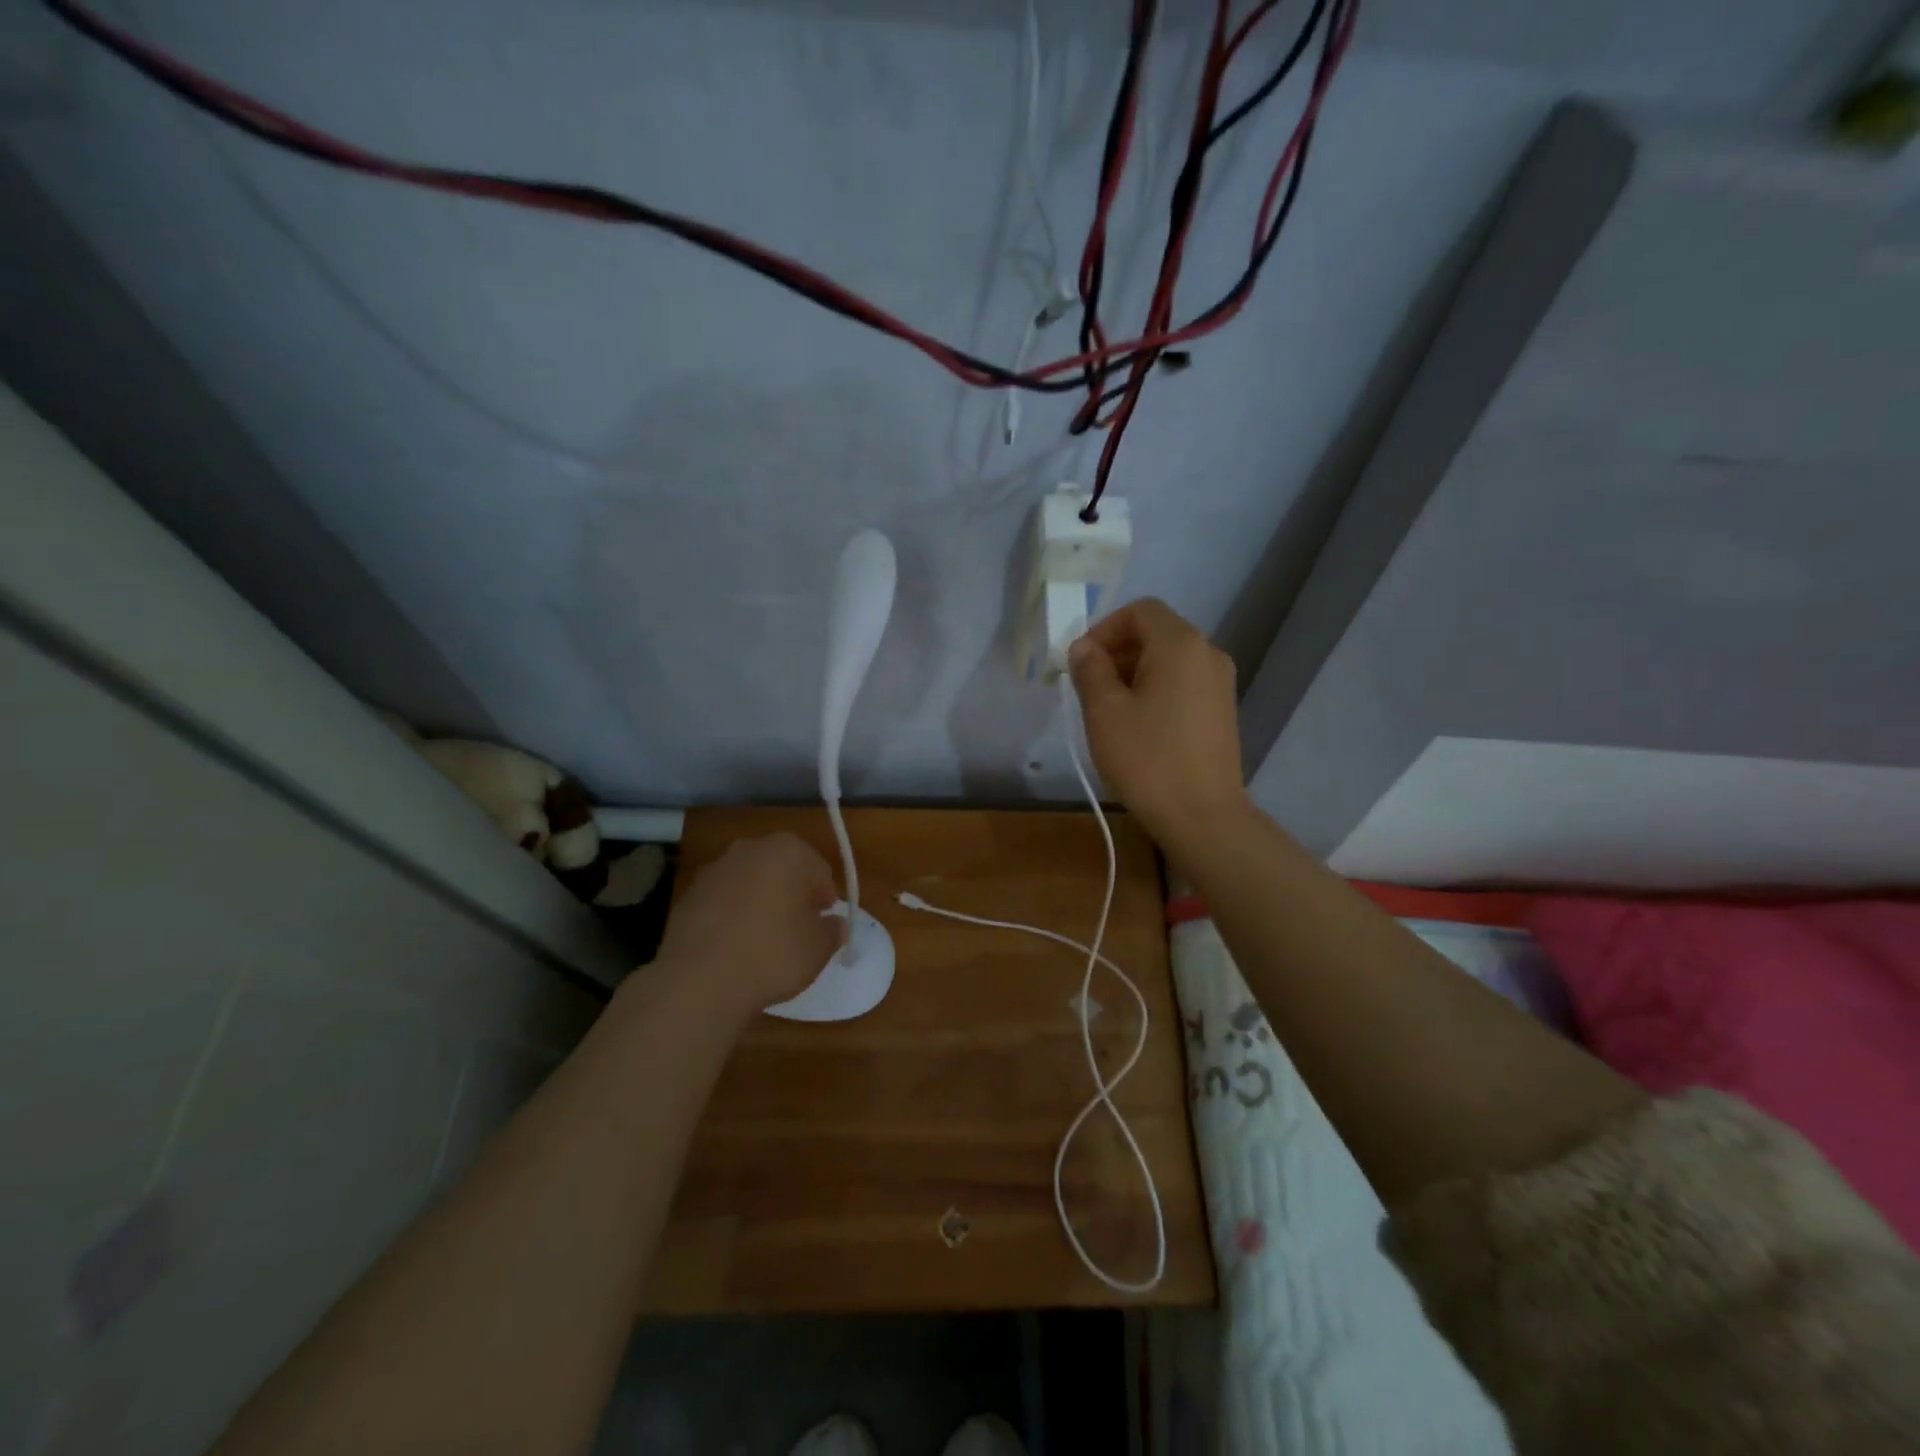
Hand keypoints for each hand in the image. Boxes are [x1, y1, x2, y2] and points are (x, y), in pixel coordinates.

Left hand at [653, 834, 844, 1021]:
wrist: (699, 980)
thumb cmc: (773, 955)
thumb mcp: (818, 949)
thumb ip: (832, 931)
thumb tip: (835, 925)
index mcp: (789, 851)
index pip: (819, 870)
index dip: (825, 898)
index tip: (823, 923)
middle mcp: (751, 849)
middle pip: (783, 869)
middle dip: (792, 893)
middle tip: (797, 928)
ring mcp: (716, 869)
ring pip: (750, 882)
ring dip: (760, 901)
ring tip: (763, 940)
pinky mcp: (689, 893)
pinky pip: (723, 899)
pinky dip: (732, 914)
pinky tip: (734, 945)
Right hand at [1068, 598, 1249, 842]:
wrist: (1202, 815)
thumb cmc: (1148, 759)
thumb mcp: (1104, 712)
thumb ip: (1090, 669)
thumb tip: (1084, 648)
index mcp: (1180, 644)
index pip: (1140, 610)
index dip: (1105, 628)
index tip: (1082, 662)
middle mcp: (1208, 653)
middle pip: (1156, 632)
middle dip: (1118, 651)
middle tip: (1090, 687)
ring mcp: (1221, 682)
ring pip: (1170, 659)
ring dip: (1135, 671)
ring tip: (1110, 709)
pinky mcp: (1223, 709)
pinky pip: (1184, 681)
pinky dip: (1157, 688)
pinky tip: (1139, 725)